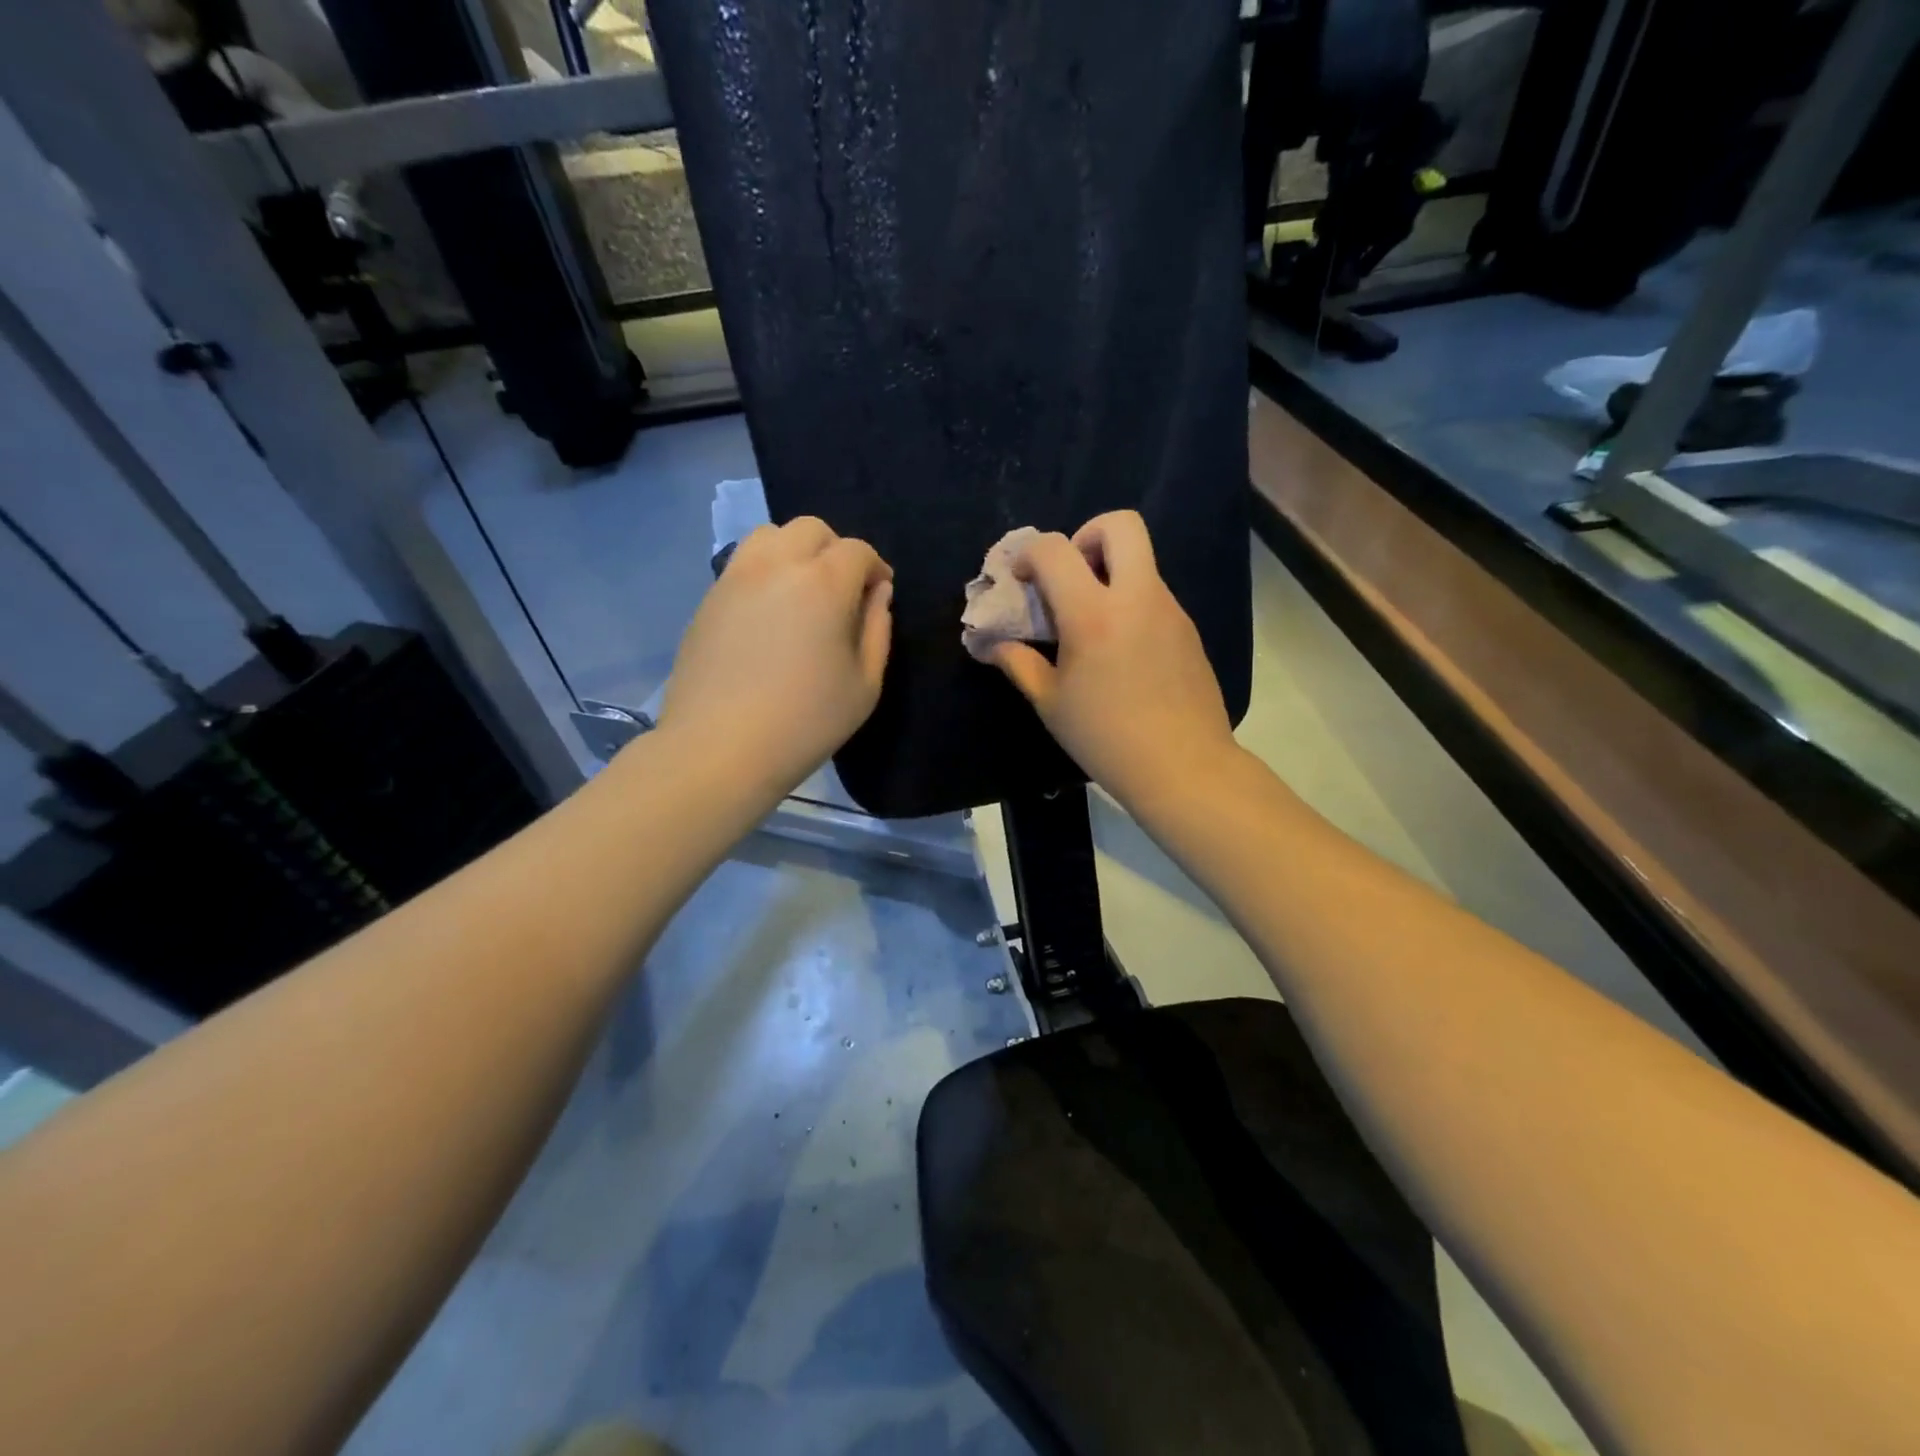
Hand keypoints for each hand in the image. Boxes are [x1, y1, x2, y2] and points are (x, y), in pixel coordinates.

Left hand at [658, 517, 893, 802]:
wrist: (719, 748)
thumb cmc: (805, 722)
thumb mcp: (864, 685)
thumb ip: (877, 630)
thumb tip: (878, 594)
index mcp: (823, 583)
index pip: (857, 551)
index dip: (875, 568)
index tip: (880, 593)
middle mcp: (777, 566)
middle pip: (811, 529)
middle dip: (836, 550)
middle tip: (844, 589)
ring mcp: (736, 578)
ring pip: (770, 535)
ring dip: (795, 551)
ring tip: (803, 591)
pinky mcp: (708, 599)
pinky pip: (742, 564)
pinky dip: (765, 571)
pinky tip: (769, 613)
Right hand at [991, 511, 1239, 810]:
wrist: (1183, 766)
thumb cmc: (1105, 738)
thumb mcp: (1050, 703)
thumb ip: (1018, 663)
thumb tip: (992, 645)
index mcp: (1093, 615)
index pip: (1056, 549)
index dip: (1030, 554)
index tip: (1022, 580)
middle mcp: (1136, 597)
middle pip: (1120, 524)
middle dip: (1087, 534)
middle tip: (1070, 576)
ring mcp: (1169, 609)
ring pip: (1140, 560)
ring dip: (1109, 572)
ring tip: (1091, 622)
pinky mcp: (1187, 628)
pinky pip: (1153, 593)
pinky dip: (1130, 601)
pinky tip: (1120, 650)